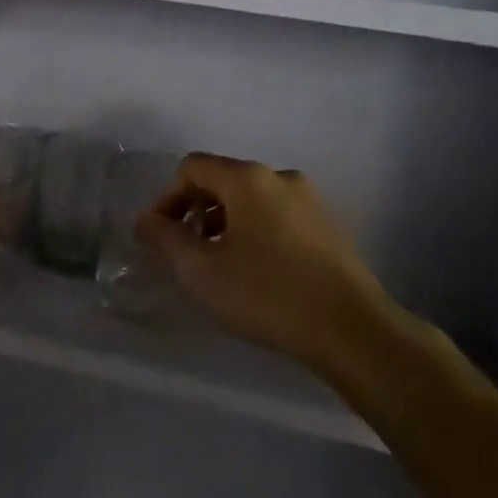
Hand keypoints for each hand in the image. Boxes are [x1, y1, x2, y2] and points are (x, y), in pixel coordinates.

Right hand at [135, 152, 397, 368]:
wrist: (352, 330)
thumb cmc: (266, 293)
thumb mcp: (202, 270)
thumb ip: (166, 238)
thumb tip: (145, 220)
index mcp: (248, 178)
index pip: (192, 167)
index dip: (167, 198)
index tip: (160, 238)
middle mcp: (281, 178)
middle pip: (222, 181)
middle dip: (195, 213)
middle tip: (185, 255)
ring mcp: (310, 201)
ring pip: (251, 202)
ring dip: (224, 225)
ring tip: (217, 268)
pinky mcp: (329, 228)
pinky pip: (277, 218)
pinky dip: (254, 235)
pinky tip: (254, 274)